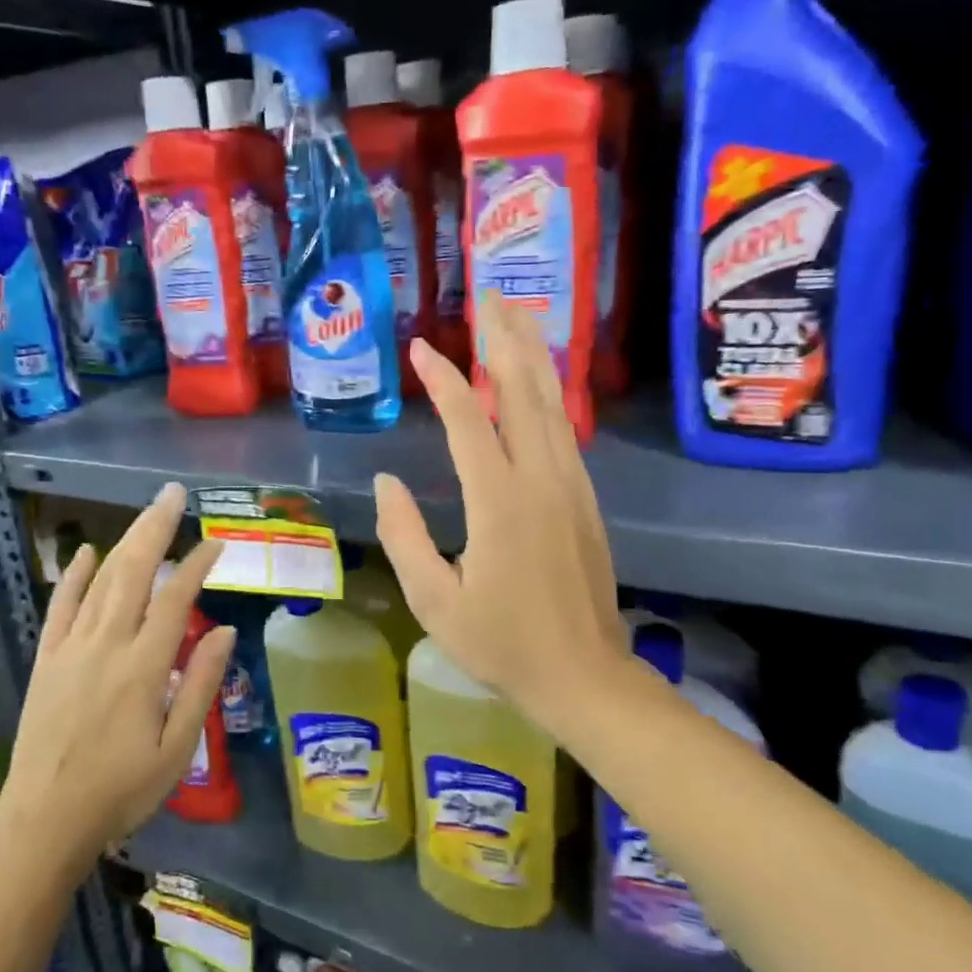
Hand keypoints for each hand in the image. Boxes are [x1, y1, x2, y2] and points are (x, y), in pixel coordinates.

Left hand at [0, 483, 231, 870]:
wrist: (44, 822)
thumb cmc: (121, 790)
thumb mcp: (176, 748)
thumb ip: (201, 684)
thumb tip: (226, 630)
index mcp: (143, 667)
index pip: (175, 599)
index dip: (197, 565)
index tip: (216, 542)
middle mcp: (106, 645)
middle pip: (134, 573)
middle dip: (156, 528)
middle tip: (174, 493)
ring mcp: (71, 648)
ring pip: (102, 581)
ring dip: (125, 541)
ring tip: (146, 512)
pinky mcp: (47, 659)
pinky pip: (61, 606)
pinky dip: (75, 575)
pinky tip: (87, 551)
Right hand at [375, 295, 631, 734]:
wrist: (585, 676)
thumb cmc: (502, 644)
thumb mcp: (435, 602)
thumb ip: (405, 536)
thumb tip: (387, 481)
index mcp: (500, 502)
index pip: (470, 420)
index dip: (443, 379)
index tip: (421, 348)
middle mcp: (542, 479)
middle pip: (525, 391)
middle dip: (505, 338)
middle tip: (491, 294)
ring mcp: (570, 485)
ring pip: (552, 403)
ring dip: (532, 355)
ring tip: (517, 315)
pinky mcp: (584, 497)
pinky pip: (564, 428)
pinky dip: (550, 391)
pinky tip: (539, 378)